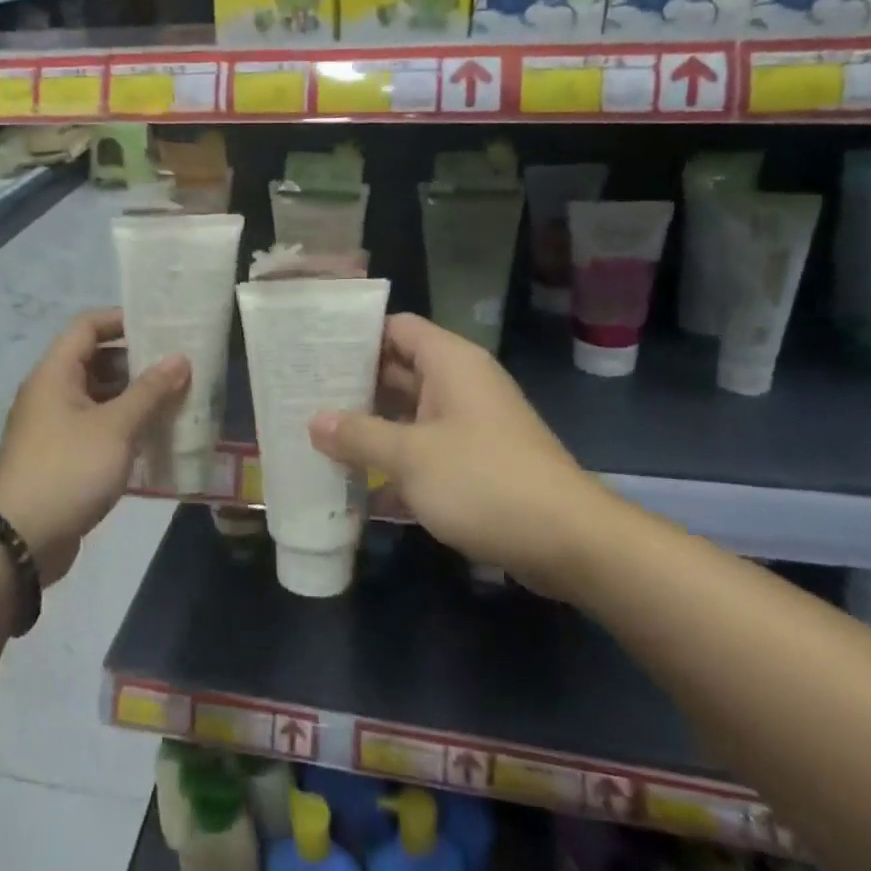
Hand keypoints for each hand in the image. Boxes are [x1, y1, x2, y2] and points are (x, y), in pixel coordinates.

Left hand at [0, 310, 187, 582]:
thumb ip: (150, 391)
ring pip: (98, 397)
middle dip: (136, 362)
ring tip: (175, 400)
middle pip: (95, 361)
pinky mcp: (61, 457)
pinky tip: (154, 437)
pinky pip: (96, 428)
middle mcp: (50, 393)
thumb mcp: (116, 427)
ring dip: (133, 397)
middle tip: (178, 366)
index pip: (87, 326)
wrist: (19, 541)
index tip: (160, 326)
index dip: (121, 319)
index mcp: (55, 374)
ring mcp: (54, 427)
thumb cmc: (68, 470)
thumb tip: (180, 359)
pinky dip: (123, 426)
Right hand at [307, 314, 608, 579]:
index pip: (396, 327)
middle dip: (353, 384)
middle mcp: (460, 385)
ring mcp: (469, 425)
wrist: (568, 542)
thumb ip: (359, 436)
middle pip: (398, 370)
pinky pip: (424, 449)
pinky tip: (355, 483)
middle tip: (302, 394)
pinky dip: (394, 462)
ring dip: (370, 427)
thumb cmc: (484, 481)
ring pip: (408, 414)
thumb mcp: (411, 457)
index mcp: (450, 363)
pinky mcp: (475, 462)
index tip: (312, 348)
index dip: (356, 334)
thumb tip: (315, 421)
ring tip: (316, 435)